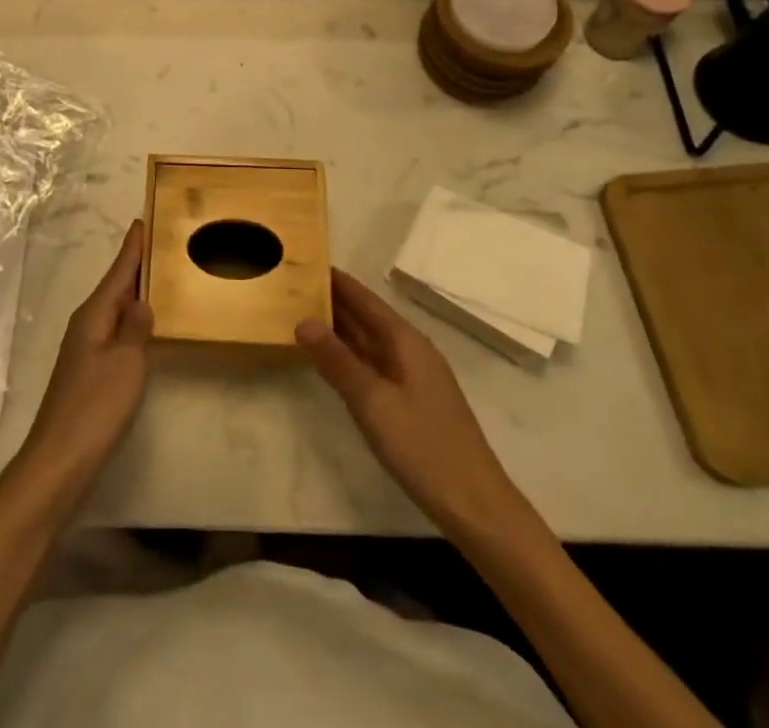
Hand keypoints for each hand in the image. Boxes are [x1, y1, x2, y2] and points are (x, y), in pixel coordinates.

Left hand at [13, 220, 153, 502]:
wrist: (59, 462)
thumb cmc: (94, 407)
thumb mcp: (126, 362)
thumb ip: (136, 327)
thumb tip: (143, 301)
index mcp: (94, 314)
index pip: (119, 271)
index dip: (133, 247)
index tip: (143, 219)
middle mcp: (87, 325)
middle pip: (116, 286)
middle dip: (137, 265)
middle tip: (162, 242)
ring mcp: (86, 349)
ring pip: (116, 309)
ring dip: (135, 292)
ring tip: (161, 276)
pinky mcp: (90, 372)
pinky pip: (115, 332)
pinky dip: (132, 320)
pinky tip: (145, 326)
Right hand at [298, 269, 526, 537]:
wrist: (475, 506)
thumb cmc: (423, 447)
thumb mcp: (373, 402)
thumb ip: (337, 361)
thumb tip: (303, 320)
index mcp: (405, 341)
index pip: (365, 300)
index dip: (337, 281)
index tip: (306, 263)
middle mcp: (411, 351)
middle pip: (367, 317)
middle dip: (334, 302)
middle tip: (293, 287)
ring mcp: (414, 377)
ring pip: (370, 342)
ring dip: (340, 329)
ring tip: (302, 315)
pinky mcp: (413, 401)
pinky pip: (375, 365)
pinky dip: (350, 356)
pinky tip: (332, 361)